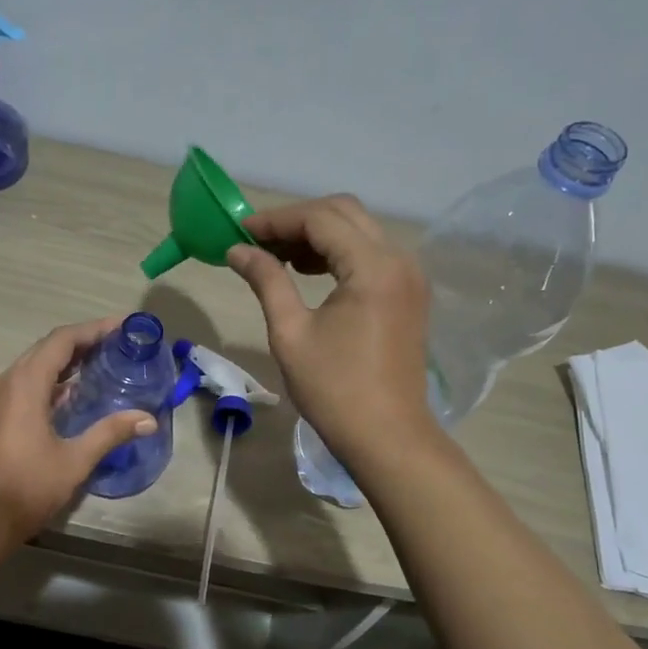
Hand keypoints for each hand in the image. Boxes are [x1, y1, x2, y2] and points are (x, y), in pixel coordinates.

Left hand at [0, 318, 157, 551]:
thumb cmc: (25, 488)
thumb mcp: (74, 461)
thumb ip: (110, 433)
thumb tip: (148, 419)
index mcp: (24, 384)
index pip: (62, 341)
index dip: (93, 330)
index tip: (122, 326)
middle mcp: (4, 382)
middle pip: (45, 350)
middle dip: (81, 344)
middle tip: (115, 346)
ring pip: (31, 368)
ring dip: (63, 364)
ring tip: (97, 367)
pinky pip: (20, 386)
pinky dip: (46, 382)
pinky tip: (67, 397)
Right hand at [226, 196, 432, 466]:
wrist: (387, 436)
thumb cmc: (333, 389)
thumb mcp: (290, 333)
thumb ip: (267, 281)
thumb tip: (238, 250)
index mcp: (372, 267)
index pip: (320, 219)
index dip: (276, 220)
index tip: (240, 231)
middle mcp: (399, 260)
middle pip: (344, 212)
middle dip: (297, 220)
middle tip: (257, 242)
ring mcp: (409, 276)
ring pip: (359, 230)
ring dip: (318, 234)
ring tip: (277, 257)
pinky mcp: (409, 293)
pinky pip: (371, 253)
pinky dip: (338, 252)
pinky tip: (308, 272)